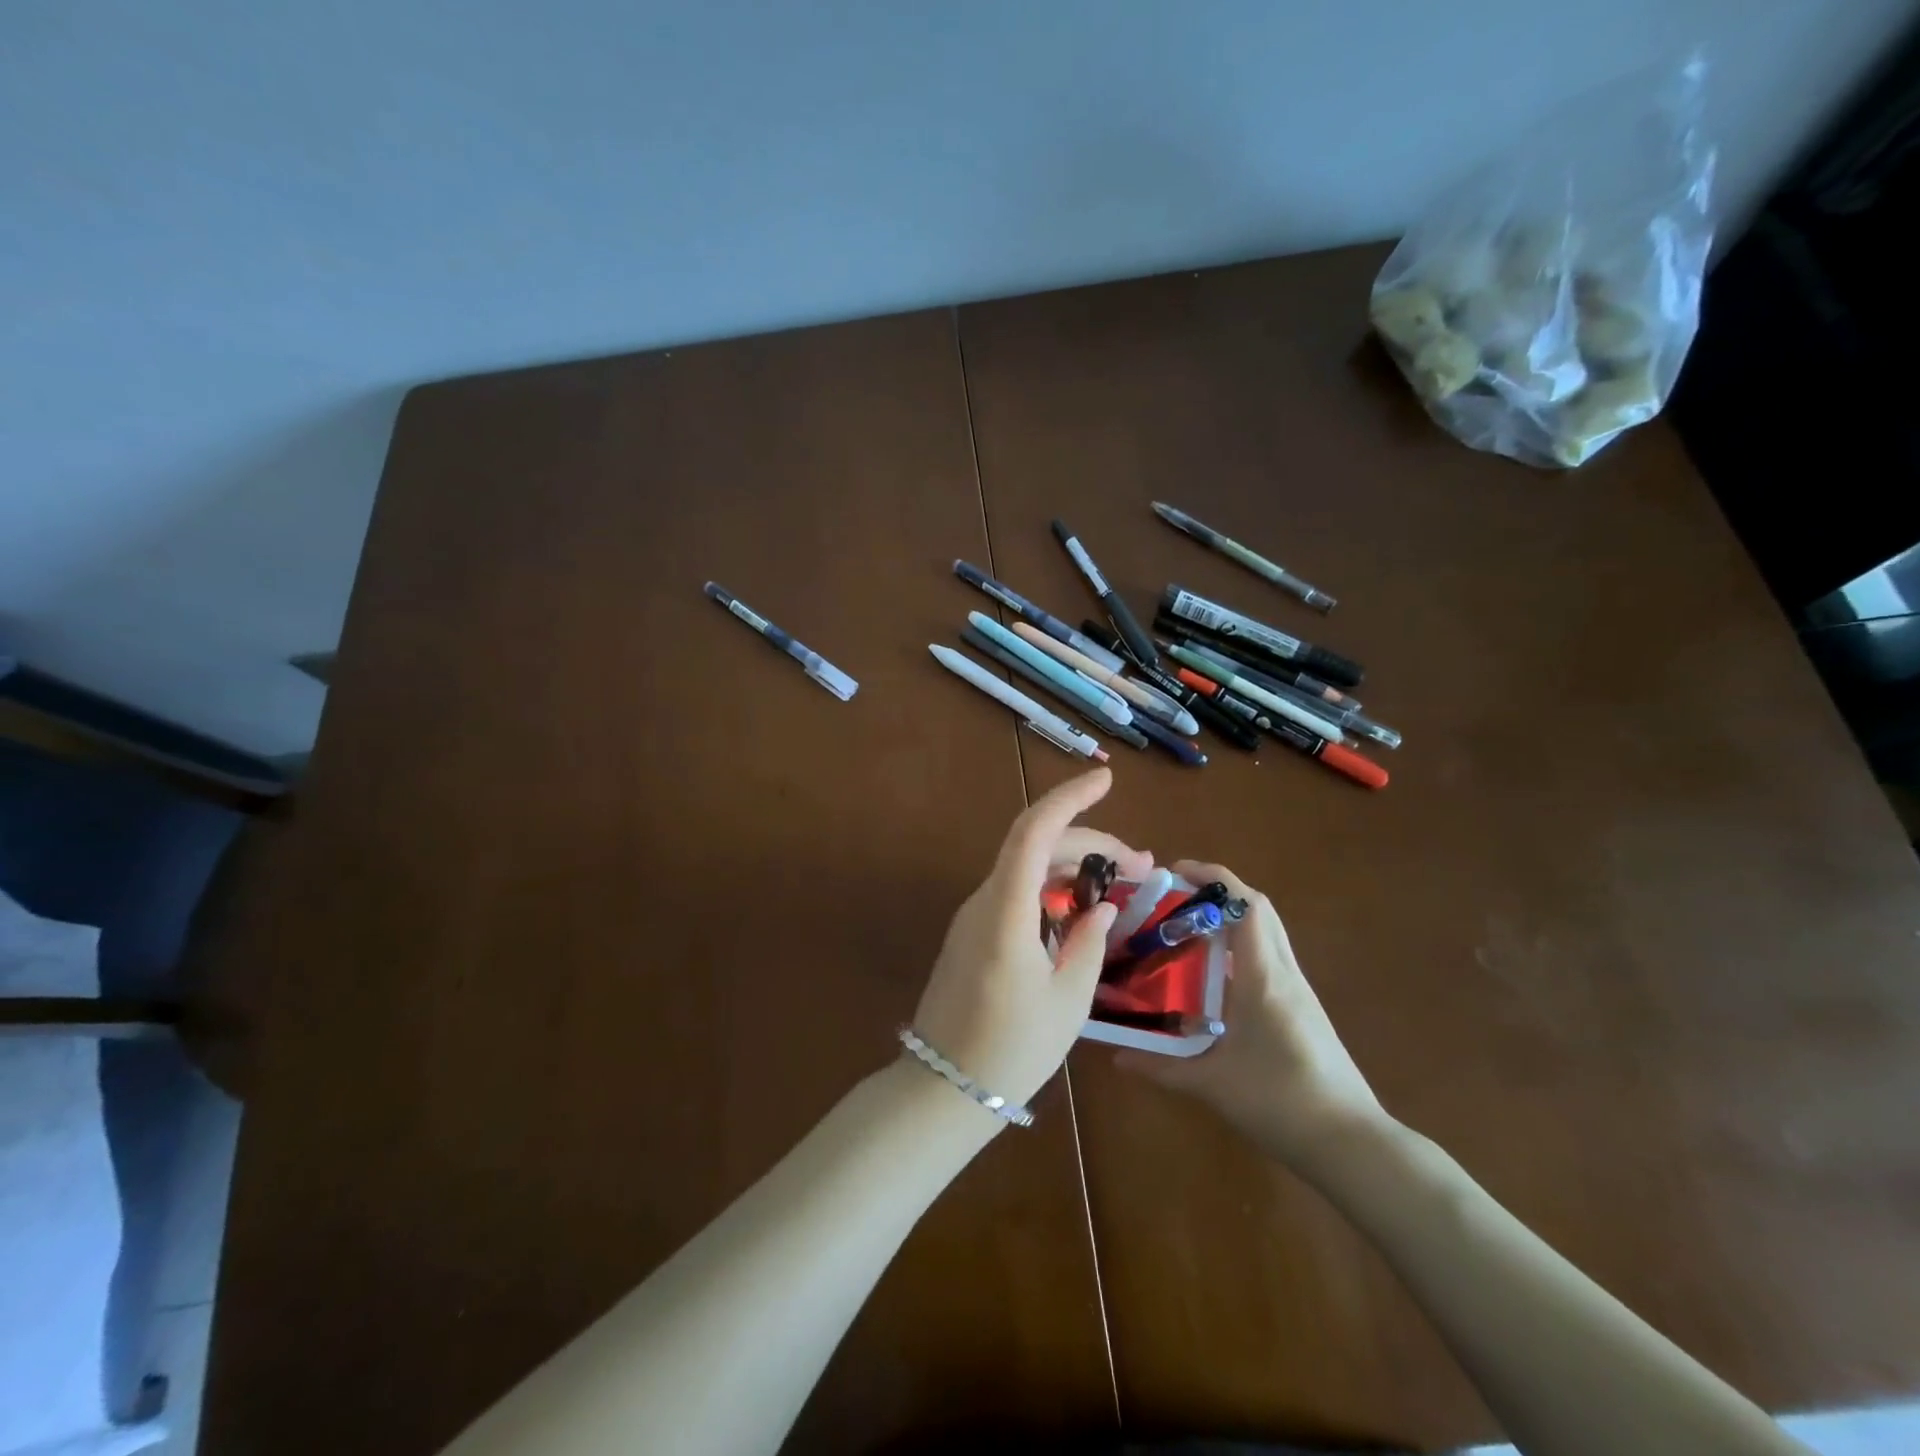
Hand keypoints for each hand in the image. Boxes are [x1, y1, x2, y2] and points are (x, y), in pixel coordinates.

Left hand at [911, 769, 1150, 1111]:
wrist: (943, 1088)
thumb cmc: (1012, 1049)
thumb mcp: (1067, 1001)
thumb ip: (1089, 943)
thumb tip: (1103, 906)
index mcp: (1006, 911)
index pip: (1034, 831)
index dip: (1069, 798)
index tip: (1106, 780)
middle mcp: (984, 900)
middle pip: (1034, 846)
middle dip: (1088, 842)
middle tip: (1139, 864)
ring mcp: (973, 916)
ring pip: (1025, 868)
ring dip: (1071, 866)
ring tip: (1119, 883)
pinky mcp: (972, 934)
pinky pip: (1014, 893)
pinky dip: (1050, 888)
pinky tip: (1079, 909)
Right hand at [1116, 860, 1389, 1172]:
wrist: (1351, 1143)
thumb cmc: (1280, 1102)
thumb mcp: (1211, 1084)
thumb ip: (1160, 1067)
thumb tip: (1115, 1056)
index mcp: (1263, 977)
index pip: (1245, 905)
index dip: (1212, 877)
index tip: (1174, 870)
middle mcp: (1284, 972)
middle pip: (1259, 909)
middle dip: (1219, 890)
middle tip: (1176, 895)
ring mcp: (1299, 989)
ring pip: (1268, 931)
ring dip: (1232, 916)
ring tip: (1188, 926)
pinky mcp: (1303, 1007)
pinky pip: (1271, 956)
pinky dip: (1242, 944)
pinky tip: (1214, 972)